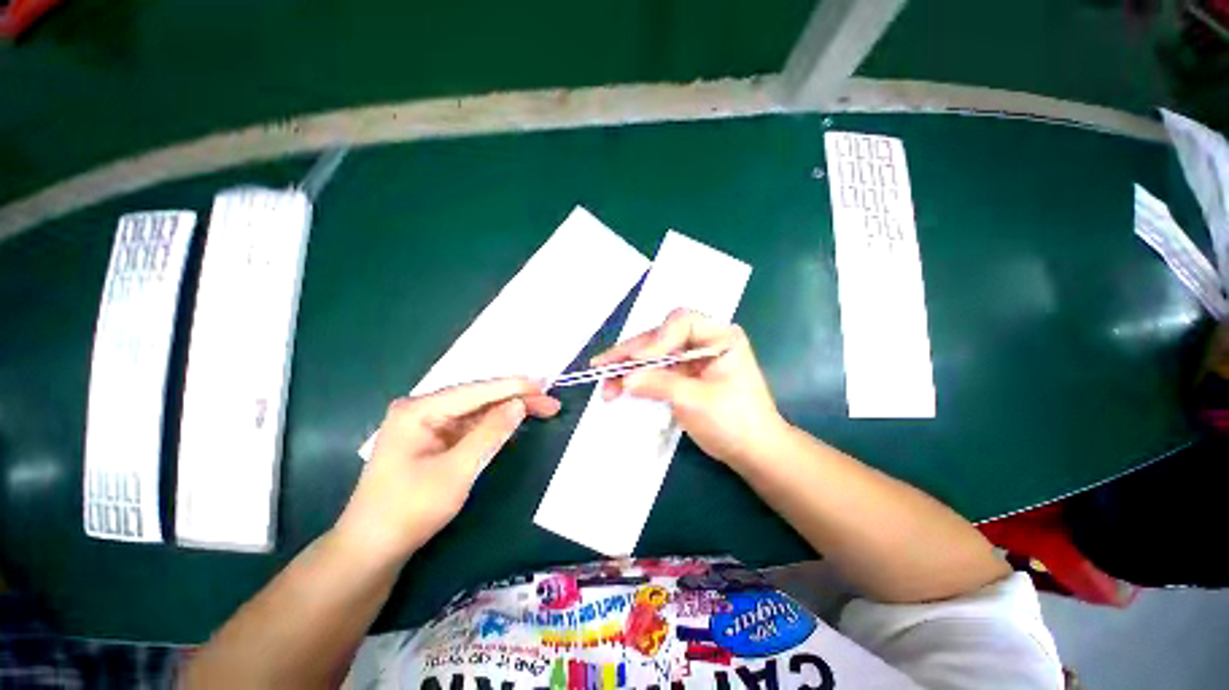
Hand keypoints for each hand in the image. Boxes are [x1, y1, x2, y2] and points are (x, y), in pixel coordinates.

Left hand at [335, 379, 559, 562]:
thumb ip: (490, 433)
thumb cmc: (410, 510)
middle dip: (515, 399)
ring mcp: (428, 424)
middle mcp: (422, 410)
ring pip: (477, 411)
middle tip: (550, 402)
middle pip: (478, 398)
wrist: (372, 549)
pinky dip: (495, 425)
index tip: (543, 384)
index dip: (512, 387)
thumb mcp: (456, 471)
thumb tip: (519, 404)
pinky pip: (471, 425)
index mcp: (418, 410)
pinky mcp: (434, 439)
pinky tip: (515, 422)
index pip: (475, 391)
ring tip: (542, 409)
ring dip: (509, 411)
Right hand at [592, 309, 788, 468]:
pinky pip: (655, 370)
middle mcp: (704, 341)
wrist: (752, 451)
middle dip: (631, 354)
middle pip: (660, 338)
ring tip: (605, 385)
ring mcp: (691, 357)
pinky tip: (618, 387)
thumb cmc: (735, 422)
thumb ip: (659, 385)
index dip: (656, 338)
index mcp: (719, 337)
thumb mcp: (696, 401)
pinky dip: (637, 379)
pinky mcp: (682, 374)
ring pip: (653, 354)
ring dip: (628, 368)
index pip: (681, 323)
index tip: (636, 361)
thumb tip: (623, 380)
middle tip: (601, 367)